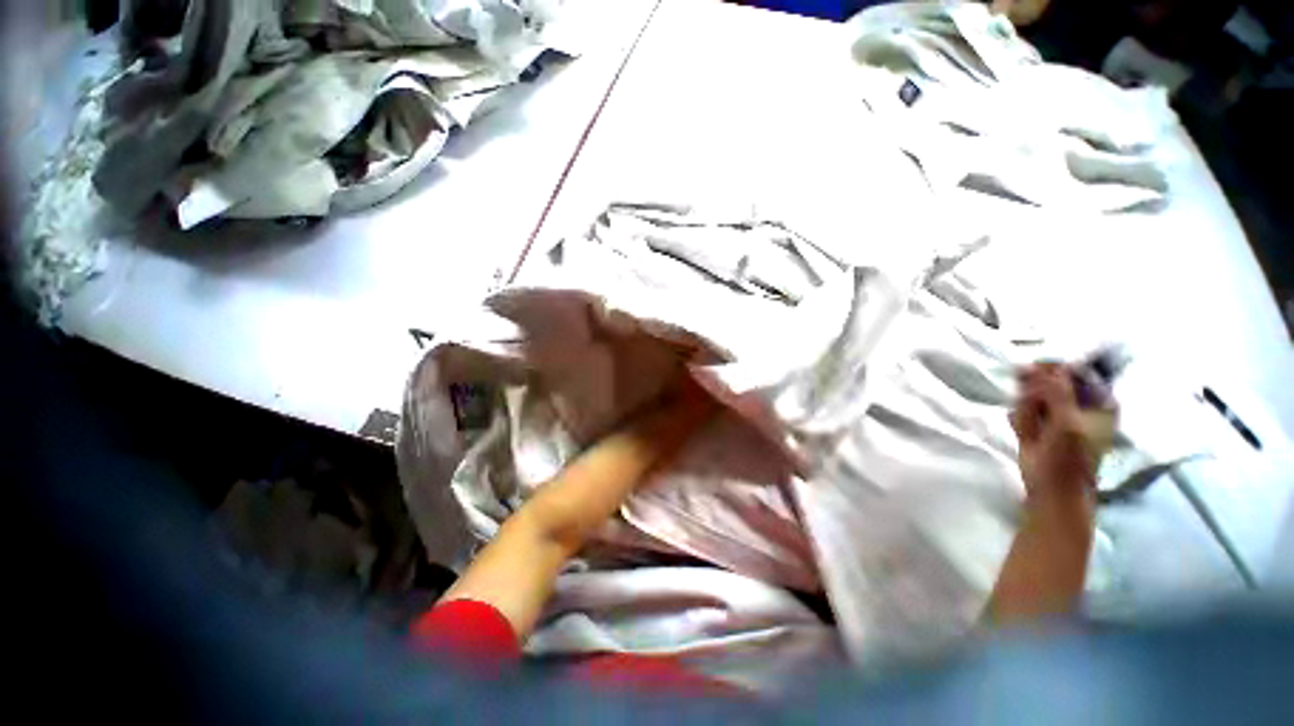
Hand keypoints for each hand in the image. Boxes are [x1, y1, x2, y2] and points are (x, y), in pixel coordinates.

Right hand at [1011, 363, 1116, 502]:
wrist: (1052, 489)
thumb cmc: (1069, 458)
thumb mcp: (1067, 422)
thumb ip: (1057, 392)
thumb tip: (1040, 367)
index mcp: (1099, 401)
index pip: (1076, 371)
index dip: (1054, 369)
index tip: (1033, 371)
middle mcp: (1079, 403)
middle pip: (1050, 380)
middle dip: (1035, 392)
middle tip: (1033, 409)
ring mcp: (1057, 413)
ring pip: (1032, 394)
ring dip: (1026, 408)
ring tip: (1032, 430)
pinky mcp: (1038, 422)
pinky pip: (1022, 408)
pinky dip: (1020, 418)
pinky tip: (1025, 433)